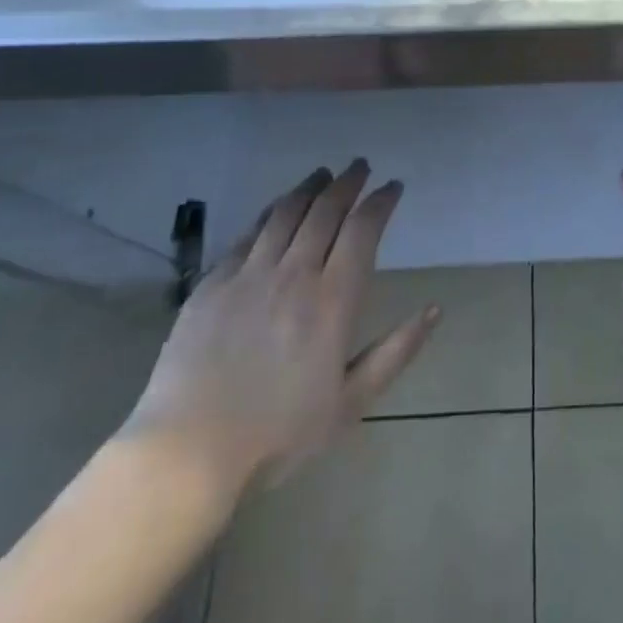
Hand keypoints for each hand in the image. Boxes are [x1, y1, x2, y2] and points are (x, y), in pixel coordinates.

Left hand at [122, 160, 437, 493]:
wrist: (186, 455)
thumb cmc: (278, 435)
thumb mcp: (350, 404)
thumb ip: (396, 352)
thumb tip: (436, 309)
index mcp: (332, 300)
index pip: (363, 229)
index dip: (381, 201)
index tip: (393, 187)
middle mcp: (295, 274)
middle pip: (326, 210)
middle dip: (348, 182)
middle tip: (361, 167)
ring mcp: (250, 274)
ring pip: (286, 212)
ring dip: (310, 187)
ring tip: (323, 173)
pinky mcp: (214, 283)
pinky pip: (249, 234)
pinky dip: (270, 212)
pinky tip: (277, 207)